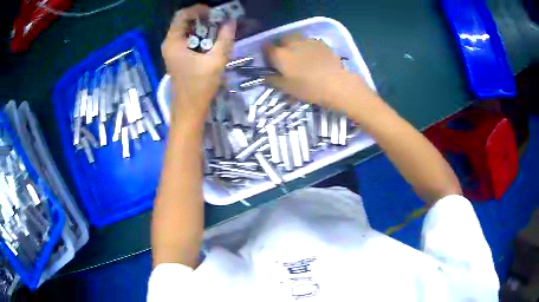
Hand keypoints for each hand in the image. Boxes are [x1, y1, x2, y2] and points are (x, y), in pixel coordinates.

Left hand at [161, 4, 235, 122]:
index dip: (199, 10)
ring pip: (188, 31)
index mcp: (173, 42)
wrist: (189, 111)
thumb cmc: (199, 87)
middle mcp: (170, 44)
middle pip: (185, 22)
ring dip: (204, 28)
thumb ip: (225, 39)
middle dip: (203, 19)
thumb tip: (231, 22)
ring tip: (219, 31)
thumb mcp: (215, 61)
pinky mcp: (178, 58)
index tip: (215, 13)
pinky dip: (201, 37)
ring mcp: (173, 51)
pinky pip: (189, 41)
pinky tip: (213, 43)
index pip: (182, 15)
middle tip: (220, 21)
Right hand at [266, 37, 375, 111]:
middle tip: (286, 58)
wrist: (336, 83)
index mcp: (279, 54)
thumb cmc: (308, 87)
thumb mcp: (287, 88)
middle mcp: (291, 43)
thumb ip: (273, 80)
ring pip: (295, 39)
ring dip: (294, 45)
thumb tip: (265, 76)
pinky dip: (307, 47)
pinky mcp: (320, 42)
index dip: (267, 53)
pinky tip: (313, 57)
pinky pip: (308, 42)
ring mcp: (307, 41)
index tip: (270, 60)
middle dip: (281, 46)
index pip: (266, 48)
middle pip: (281, 40)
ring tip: (300, 56)